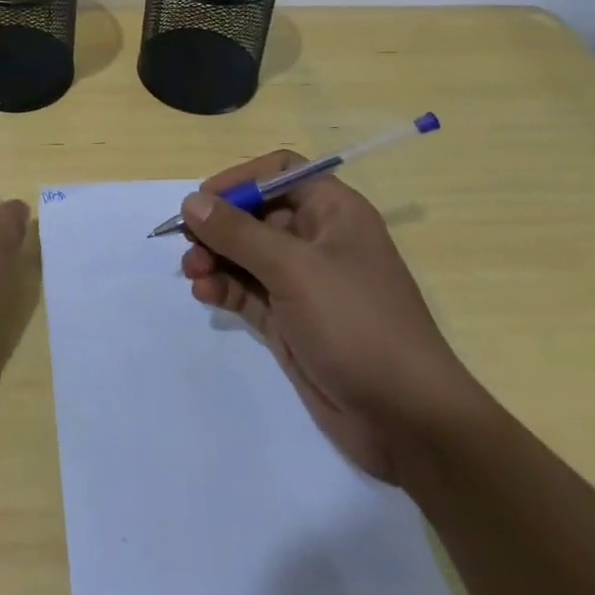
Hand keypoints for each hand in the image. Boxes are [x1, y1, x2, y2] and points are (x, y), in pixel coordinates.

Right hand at [180, 154, 477, 481]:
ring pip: (246, 254)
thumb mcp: (294, 270)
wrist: (407, 422)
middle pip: (255, 213)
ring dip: (215, 257)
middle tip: (186, 242)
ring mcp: (303, 283)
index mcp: (333, 213)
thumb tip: (191, 201)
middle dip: (218, 225)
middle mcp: (317, 240)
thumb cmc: (357, 324)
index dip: (241, 179)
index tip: (203, 198)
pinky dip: (223, 287)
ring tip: (193, 272)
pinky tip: (205, 294)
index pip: (280, 173)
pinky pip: (247, 290)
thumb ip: (238, 233)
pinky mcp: (290, 320)